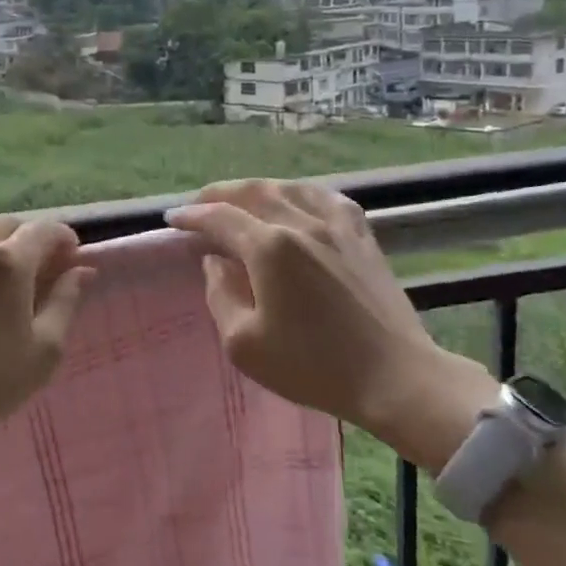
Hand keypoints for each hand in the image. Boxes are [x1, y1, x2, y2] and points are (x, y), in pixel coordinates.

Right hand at [167, 180, 492, 462]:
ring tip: (241, 198)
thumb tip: (216, 262)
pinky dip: (301, 192)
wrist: (394, 377)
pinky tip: (298, 198)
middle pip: (253, 192)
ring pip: (289, 188)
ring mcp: (337, 226)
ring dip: (257, 188)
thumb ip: (221, 295)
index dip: (191, 216)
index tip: (172, 220)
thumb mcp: (245, 344)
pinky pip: (327, 197)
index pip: (219, 218)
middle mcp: (301, 224)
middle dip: (219, 193)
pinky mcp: (363, 236)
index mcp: (269, 248)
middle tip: (199, 204)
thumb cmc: (312, 366)